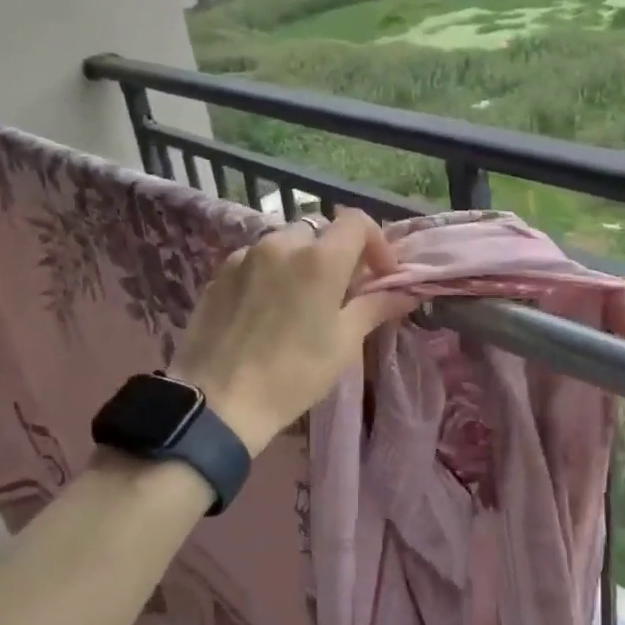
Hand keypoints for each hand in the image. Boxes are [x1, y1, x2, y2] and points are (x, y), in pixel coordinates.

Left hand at [171, 211, 417, 454]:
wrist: (217, 402)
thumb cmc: (293, 374)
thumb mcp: (344, 343)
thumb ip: (375, 307)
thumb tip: (406, 293)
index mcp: (320, 258)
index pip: (357, 222)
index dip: (375, 242)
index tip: (379, 275)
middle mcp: (282, 244)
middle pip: (319, 232)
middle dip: (336, 255)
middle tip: (339, 292)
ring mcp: (245, 256)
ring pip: (284, 244)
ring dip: (301, 262)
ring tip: (299, 302)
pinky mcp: (219, 273)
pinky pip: (255, 260)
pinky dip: (270, 273)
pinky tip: (265, 310)